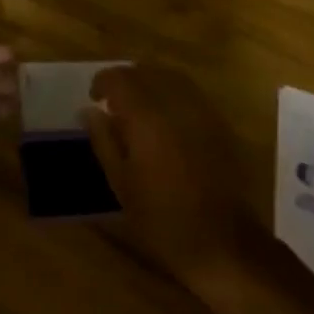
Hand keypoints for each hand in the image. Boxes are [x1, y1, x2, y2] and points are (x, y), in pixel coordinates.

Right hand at [83, 65, 266, 297]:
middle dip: (126, 79)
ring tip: (137, 105)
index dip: (103, 81)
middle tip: (112, 100)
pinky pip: (190, 92)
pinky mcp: (219, 124)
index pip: (121, 79)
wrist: (223, 242)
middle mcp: (176, 105)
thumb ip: (104, 140)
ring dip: (150, 82)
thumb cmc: (163, 219)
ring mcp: (202, 111)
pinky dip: (171, 92)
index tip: (93, 97)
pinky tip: (164, 117)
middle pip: (147, 71)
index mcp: (148, 118)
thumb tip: (89, 111)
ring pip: (171, 77)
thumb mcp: (122, 184)